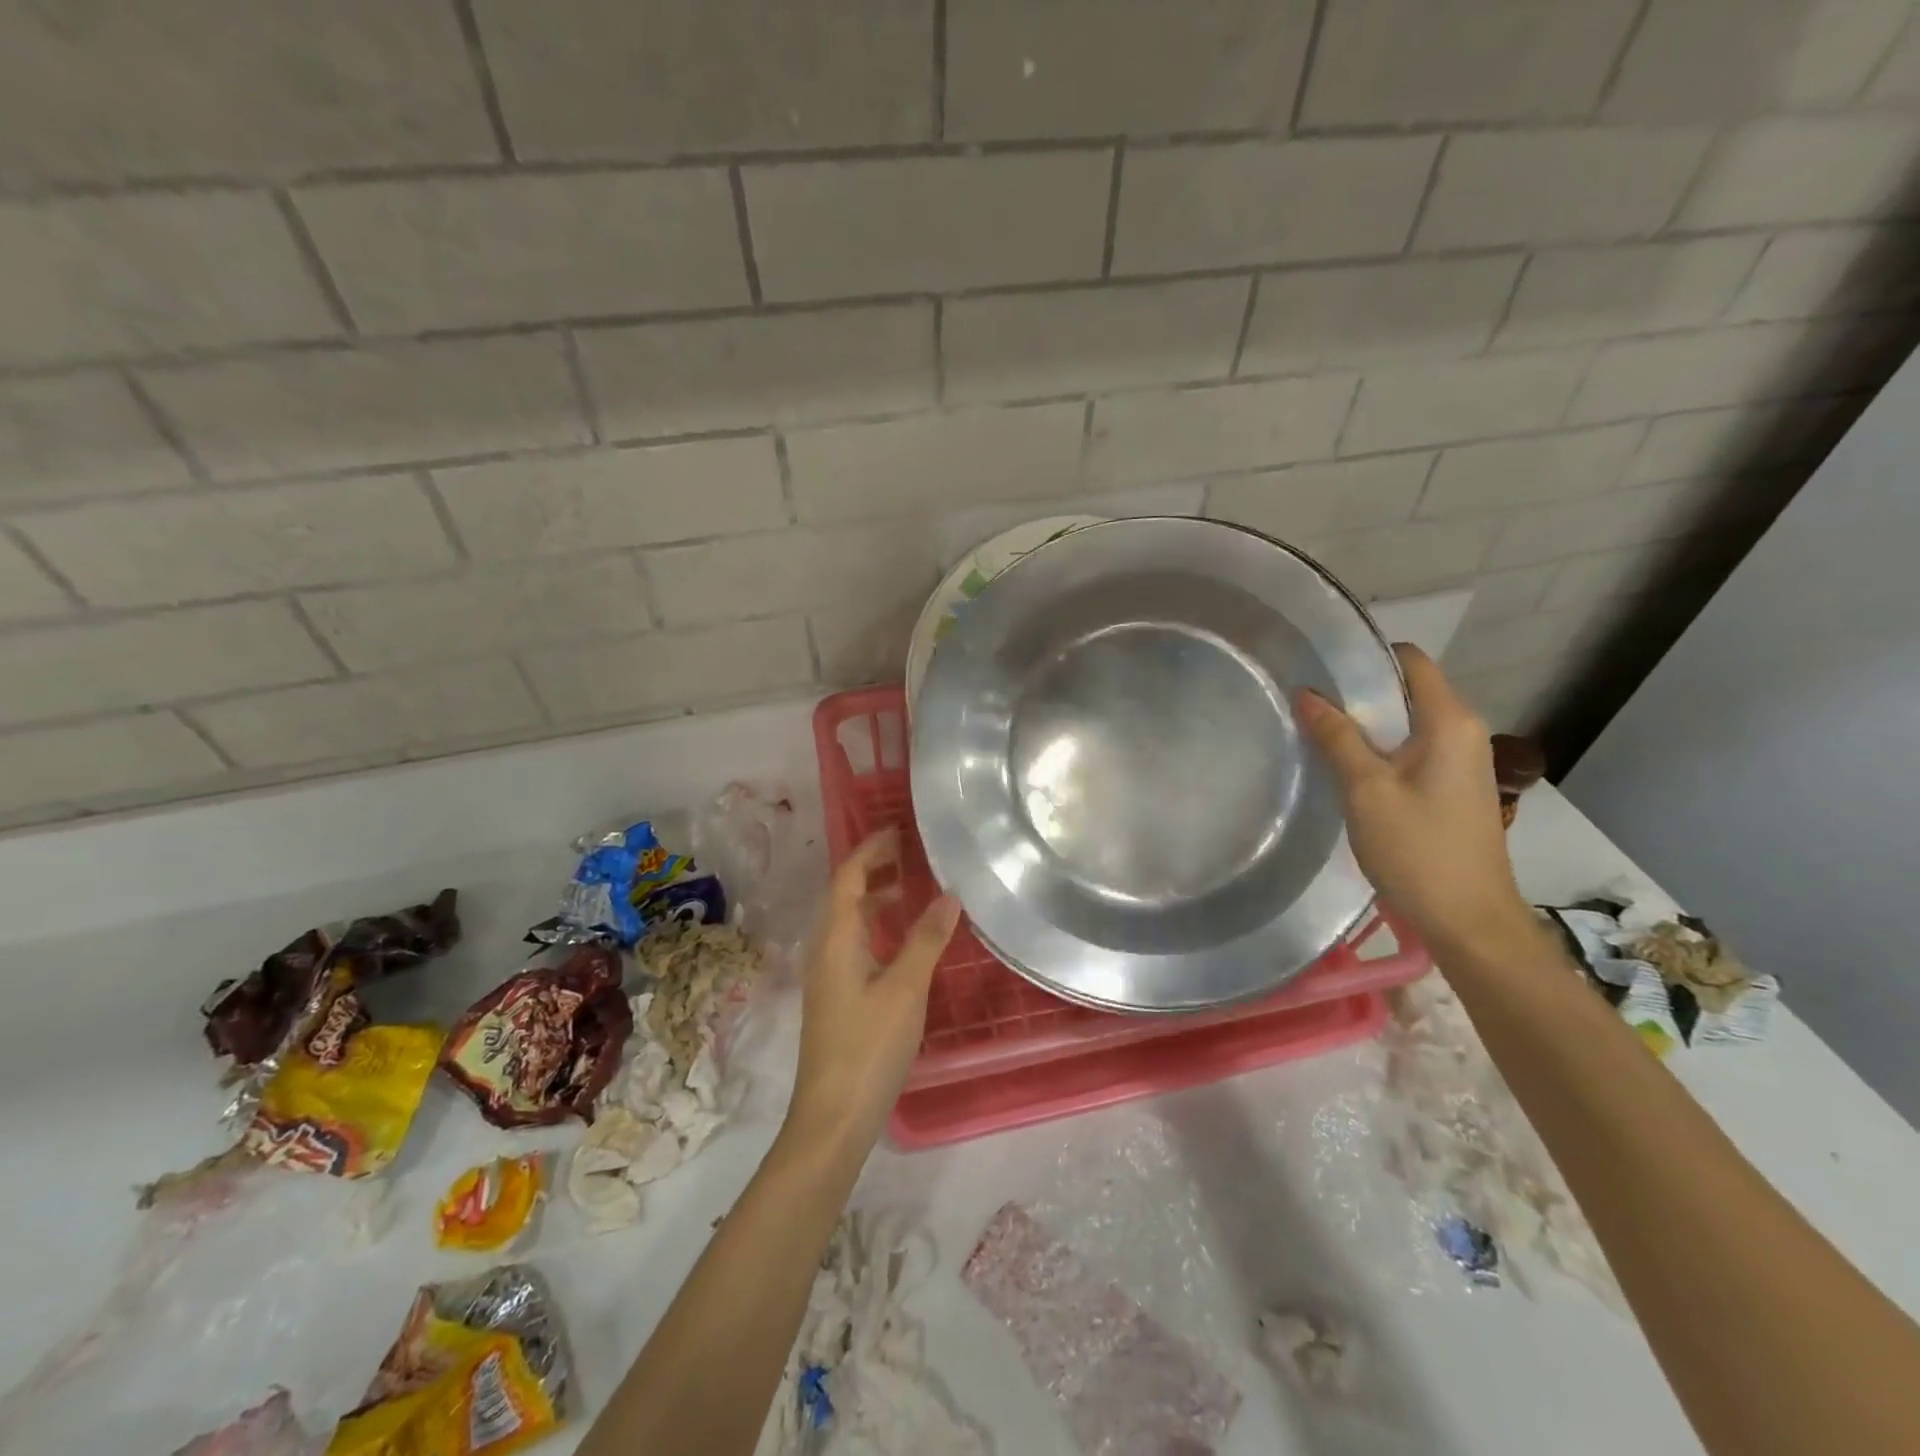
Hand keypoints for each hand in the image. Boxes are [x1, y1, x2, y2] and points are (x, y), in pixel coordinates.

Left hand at [783, 829, 960, 1157]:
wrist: (833, 1117)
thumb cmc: (869, 1046)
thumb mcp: (905, 989)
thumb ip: (926, 939)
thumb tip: (949, 894)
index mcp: (835, 939)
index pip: (848, 877)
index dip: (871, 849)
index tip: (899, 830)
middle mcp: (824, 950)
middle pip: (844, 894)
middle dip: (872, 868)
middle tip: (909, 853)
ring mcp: (827, 976)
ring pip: (848, 922)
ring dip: (874, 899)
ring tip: (910, 890)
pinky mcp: (836, 998)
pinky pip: (854, 944)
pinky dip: (876, 928)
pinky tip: (901, 942)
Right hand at [1297, 644, 1533, 958]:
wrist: (1468, 919)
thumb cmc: (1418, 849)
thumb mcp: (1366, 790)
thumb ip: (1337, 738)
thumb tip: (1307, 694)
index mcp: (1450, 722)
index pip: (1411, 662)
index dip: (1367, 657)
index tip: (1320, 666)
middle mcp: (1463, 732)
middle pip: (1407, 691)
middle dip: (1359, 691)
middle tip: (1306, 701)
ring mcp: (1460, 762)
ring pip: (1405, 723)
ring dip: (1365, 723)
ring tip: (1316, 730)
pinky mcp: (1451, 788)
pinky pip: (1410, 750)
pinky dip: (1378, 749)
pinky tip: (1345, 768)